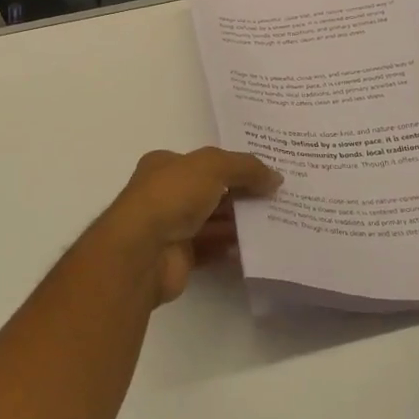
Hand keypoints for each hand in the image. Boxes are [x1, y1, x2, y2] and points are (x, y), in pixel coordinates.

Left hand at [97, 148, 282, 303]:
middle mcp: (166, 193)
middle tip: (276, 198)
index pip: (205, 162)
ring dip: (239, 222)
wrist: (142, 251)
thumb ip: (245, 167)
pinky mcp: (179, 257)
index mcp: (166, 165)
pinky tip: (255, 247)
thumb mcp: (212, 166)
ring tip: (274, 222)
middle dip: (241, 194)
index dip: (234, 165)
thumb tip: (275, 177)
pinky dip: (230, 247)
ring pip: (212, 221)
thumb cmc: (172, 196)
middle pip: (211, 191)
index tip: (265, 174)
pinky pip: (210, 249)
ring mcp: (171, 226)